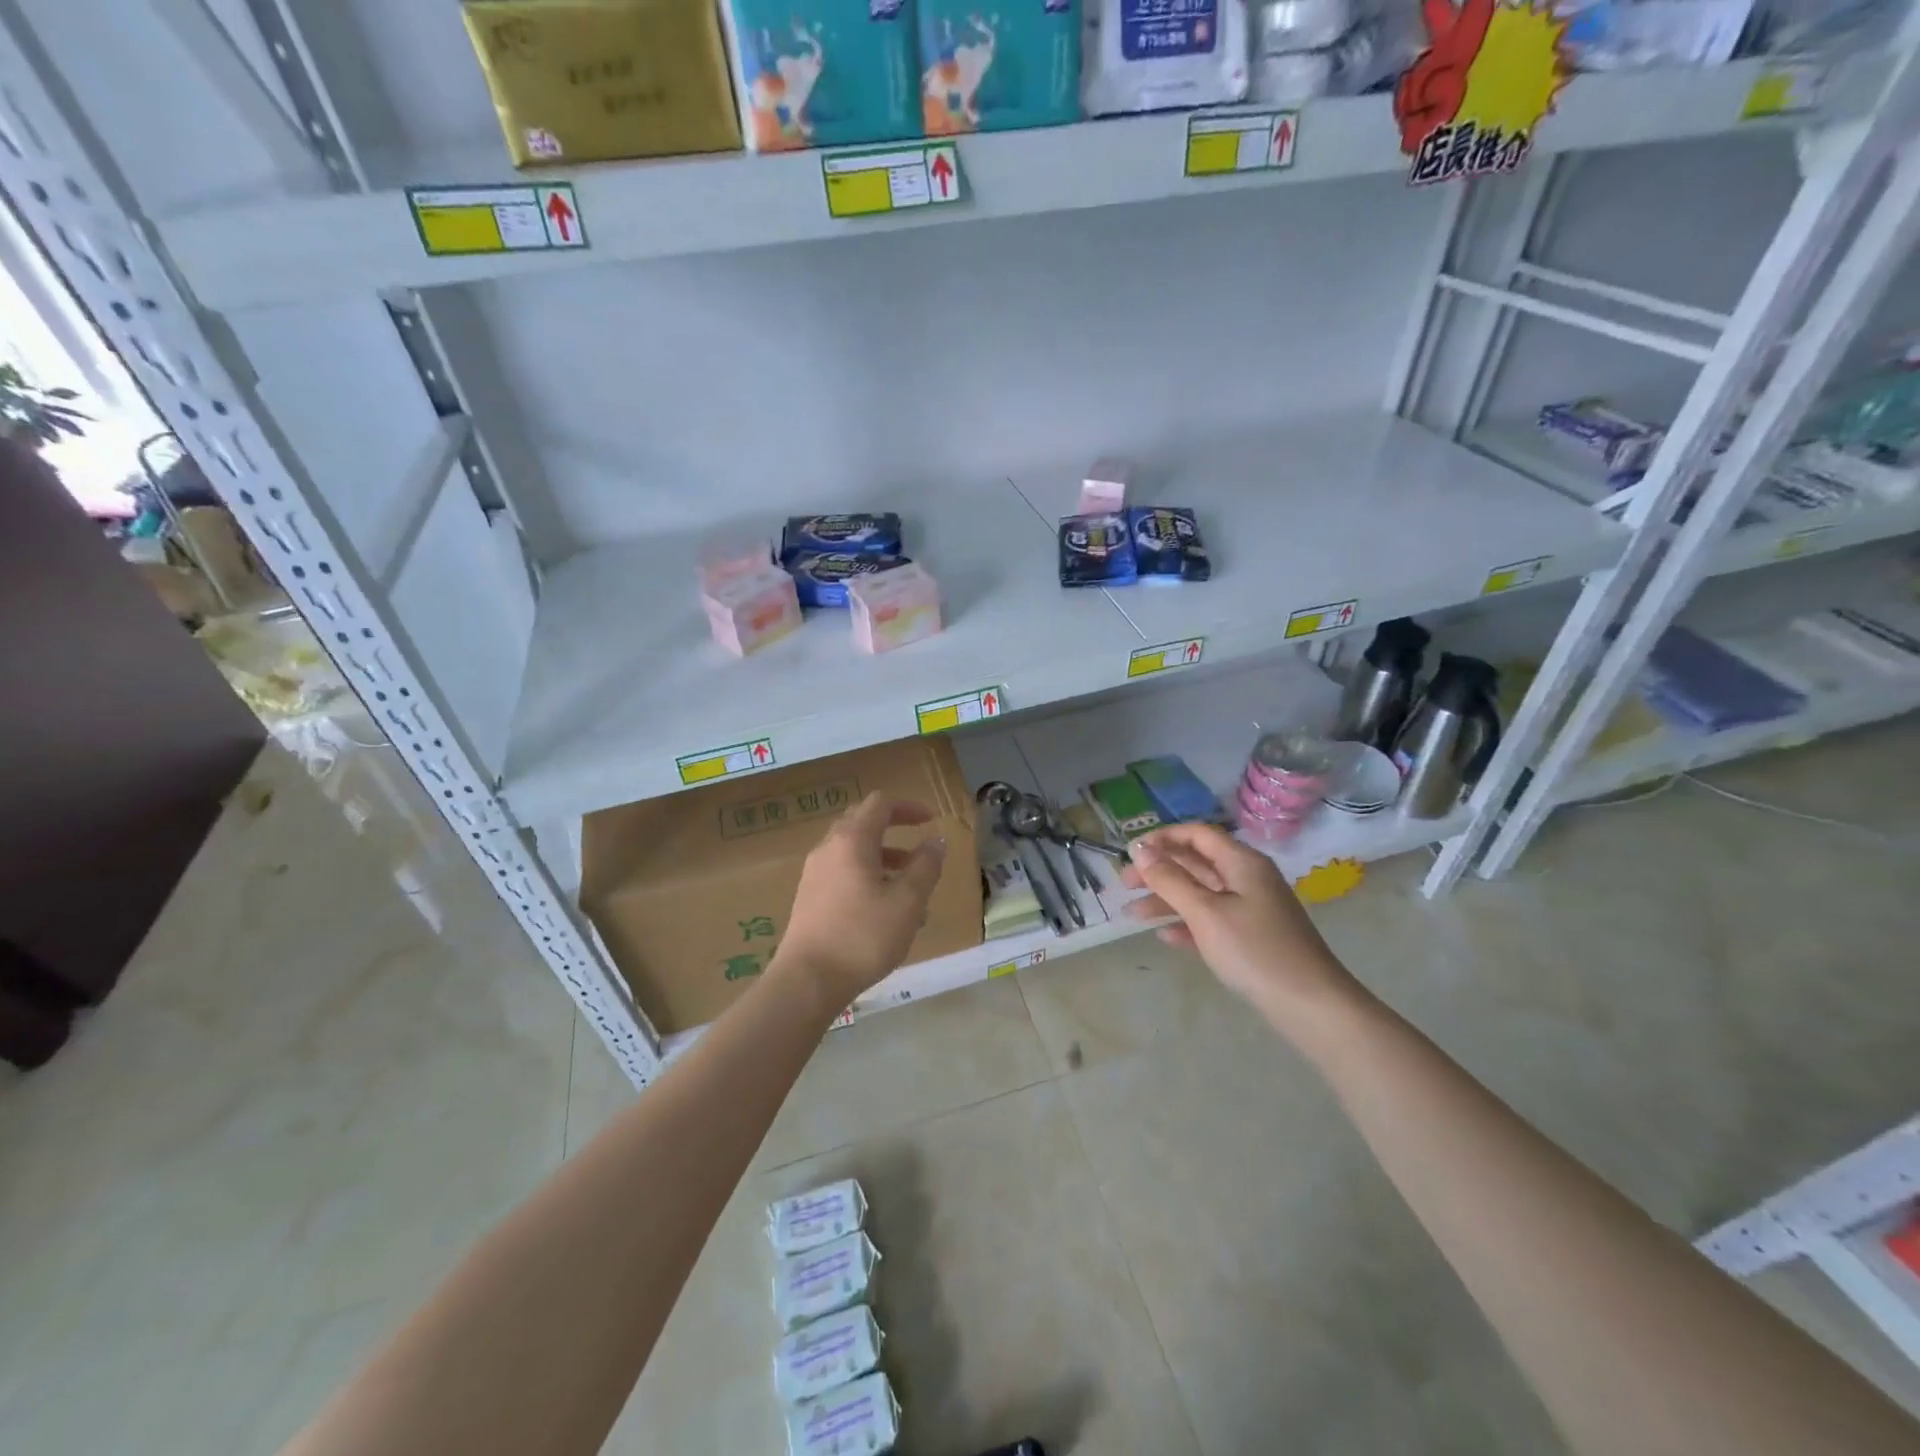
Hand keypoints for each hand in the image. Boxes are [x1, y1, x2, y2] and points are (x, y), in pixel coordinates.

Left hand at [772, 793, 946, 1012]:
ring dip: (885, 860)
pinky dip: (868, 878)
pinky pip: (843, 873)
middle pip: (863, 823)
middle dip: (895, 831)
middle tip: (920, 850)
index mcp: (852, 840)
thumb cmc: (863, 936)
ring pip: (854, 852)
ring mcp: (815, 873)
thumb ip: (926, 866)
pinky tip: (886, 912)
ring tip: (912, 891)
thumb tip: (936, 840)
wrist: (807, 980)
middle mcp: (829, 848)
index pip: (880, 804)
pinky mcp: (810, 897)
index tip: (931, 821)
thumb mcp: (907, 901)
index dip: (908, 808)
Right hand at [1123, 823, 1360, 1026]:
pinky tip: (1166, 937)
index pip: (1196, 835)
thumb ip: (1170, 879)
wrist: (1310, 1005)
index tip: (1130, 853)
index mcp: (1241, 862)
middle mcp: (1247, 878)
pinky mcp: (1252, 936)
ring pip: (1201, 893)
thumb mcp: (1205, 912)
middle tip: (1124, 885)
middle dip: (1158, 871)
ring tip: (1132, 916)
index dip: (1162, 838)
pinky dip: (1187, 924)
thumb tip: (1139, 849)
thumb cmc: (1255, 951)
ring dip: (1167, 900)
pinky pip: (1212, 920)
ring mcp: (1251, 908)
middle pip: (1196, 863)